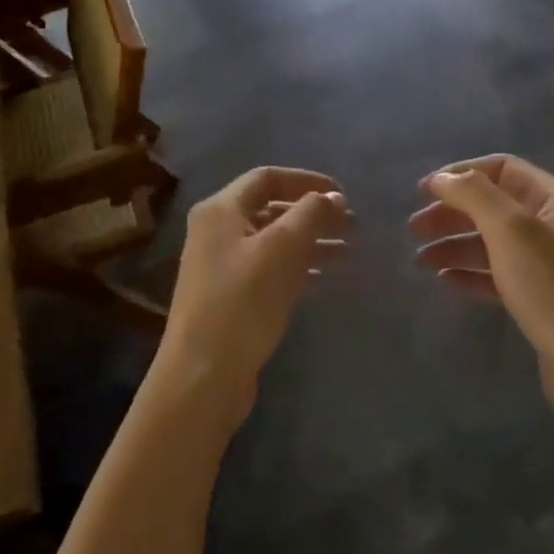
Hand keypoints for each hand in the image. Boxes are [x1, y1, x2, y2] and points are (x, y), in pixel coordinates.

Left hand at [163, 167, 348, 416]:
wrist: (203, 375)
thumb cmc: (242, 301)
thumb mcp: (281, 249)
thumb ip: (310, 214)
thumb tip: (333, 196)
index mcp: (220, 210)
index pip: (267, 178)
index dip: (307, 180)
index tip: (341, 193)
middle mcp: (216, 231)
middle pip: (270, 208)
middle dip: (311, 212)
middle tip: (350, 224)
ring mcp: (221, 265)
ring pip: (272, 240)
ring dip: (309, 240)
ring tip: (346, 250)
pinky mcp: (229, 296)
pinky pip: (268, 267)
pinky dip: (296, 264)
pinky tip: (322, 274)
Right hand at [409, 155, 553, 406]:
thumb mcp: (511, 230)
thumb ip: (474, 195)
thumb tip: (441, 178)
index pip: (501, 168)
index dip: (461, 174)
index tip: (422, 192)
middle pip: (494, 204)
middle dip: (452, 212)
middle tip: (414, 228)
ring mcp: (549, 263)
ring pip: (493, 241)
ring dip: (455, 244)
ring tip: (421, 260)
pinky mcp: (541, 298)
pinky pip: (499, 274)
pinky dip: (471, 272)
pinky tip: (445, 279)